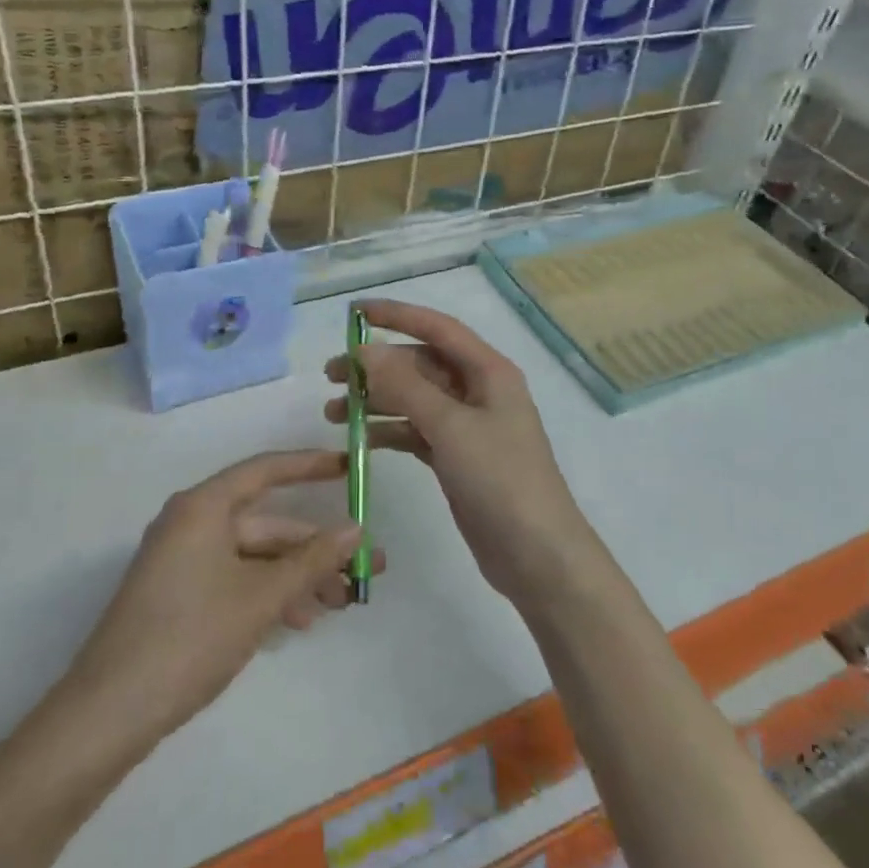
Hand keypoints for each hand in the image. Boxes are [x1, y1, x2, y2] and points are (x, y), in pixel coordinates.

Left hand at [62, 450, 381, 744]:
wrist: (110, 712)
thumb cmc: (191, 637)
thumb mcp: (261, 597)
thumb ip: (312, 560)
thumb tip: (356, 529)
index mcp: (203, 507)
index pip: (265, 470)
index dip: (310, 466)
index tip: (349, 469)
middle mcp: (191, 523)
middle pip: (265, 524)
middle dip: (314, 548)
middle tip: (363, 568)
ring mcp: (182, 560)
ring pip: (254, 556)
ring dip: (297, 577)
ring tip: (340, 604)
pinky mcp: (179, 593)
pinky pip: (235, 578)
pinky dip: (268, 593)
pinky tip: (299, 621)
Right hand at [325, 300, 599, 610]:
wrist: (537, 555)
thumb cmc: (500, 480)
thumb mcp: (451, 427)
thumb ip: (406, 386)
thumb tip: (366, 350)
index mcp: (489, 372)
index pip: (438, 328)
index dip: (397, 315)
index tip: (354, 313)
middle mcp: (479, 391)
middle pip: (421, 364)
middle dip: (377, 366)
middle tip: (331, 376)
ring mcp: (468, 426)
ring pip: (414, 399)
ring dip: (377, 400)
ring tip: (334, 412)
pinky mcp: (457, 457)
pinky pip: (416, 431)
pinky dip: (389, 430)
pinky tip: (360, 439)